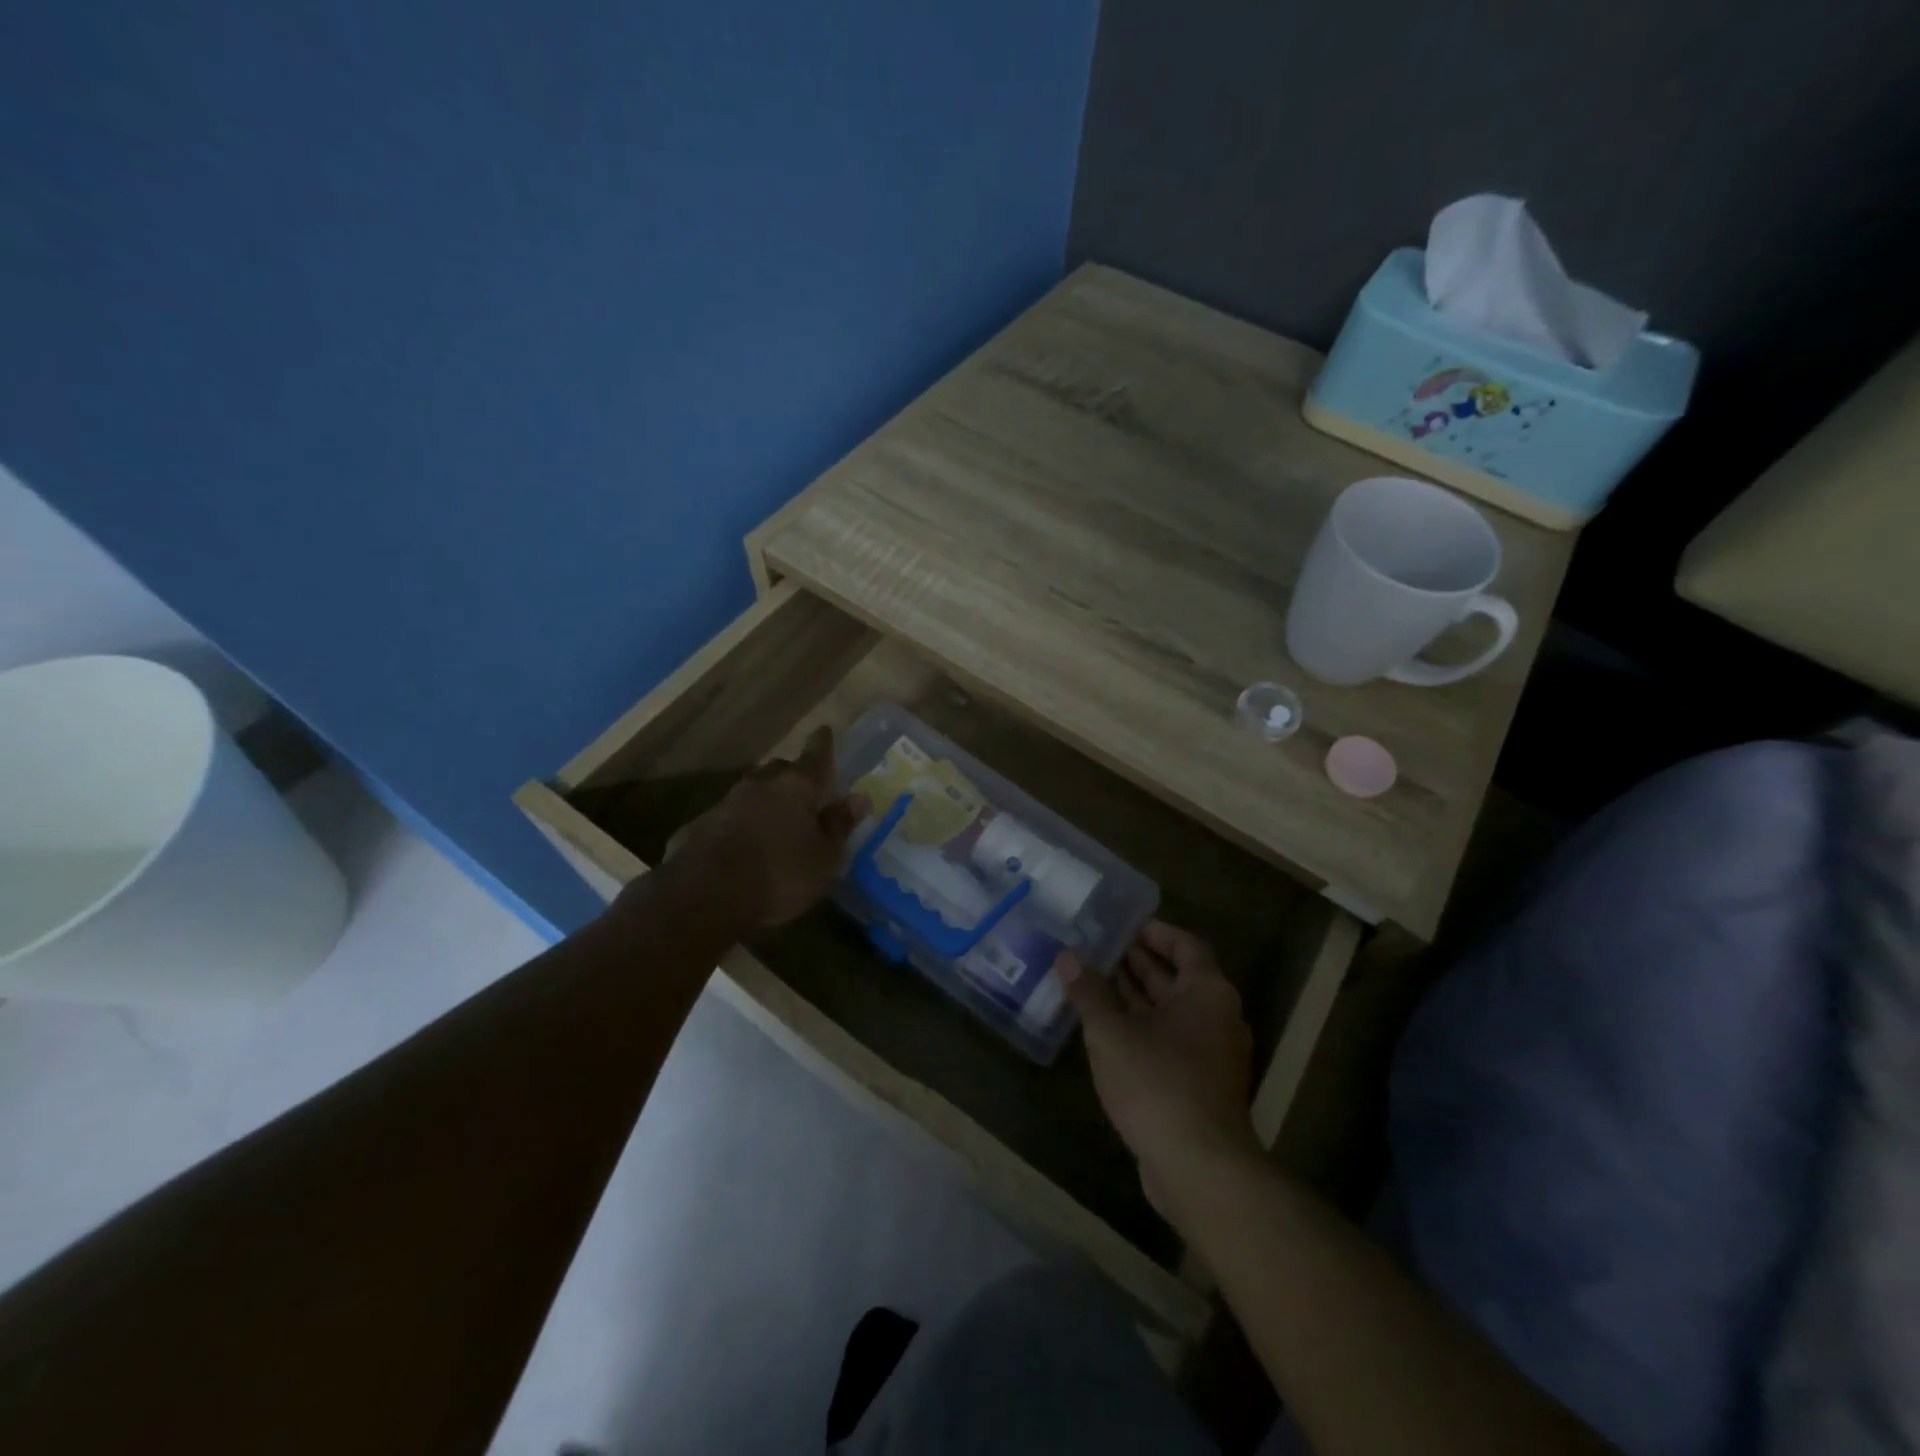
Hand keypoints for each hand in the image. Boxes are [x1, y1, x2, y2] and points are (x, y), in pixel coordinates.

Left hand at [653, 726, 867, 931]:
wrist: (704, 896)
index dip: (823, 744)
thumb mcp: (823, 857)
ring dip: (763, 800)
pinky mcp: (697, 827)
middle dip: (791, 775)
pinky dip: (738, 824)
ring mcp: (724, 803)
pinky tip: (740, 845)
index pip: (815, 756)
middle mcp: (759, 785)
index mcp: (796, 787)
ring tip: (773, 819)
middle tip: (802, 788)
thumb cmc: (780, 875)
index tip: (825, 730)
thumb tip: (859, 797)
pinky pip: (726, 818)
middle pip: (779, 769)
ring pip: (751, 792)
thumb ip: (839, 825)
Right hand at [1057, 921, 1260, 1204]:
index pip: (1185, 946)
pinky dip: (1142, 1027)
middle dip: (1139, 963)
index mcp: (1207, 993)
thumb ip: (1089, 992)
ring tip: (1095, 980)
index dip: (1155, 932)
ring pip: (1172, 1012)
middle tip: (1099, 949)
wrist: (1200, 1168)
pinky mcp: (1201, 1085)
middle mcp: (1217, 1017)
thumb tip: (1067, 956)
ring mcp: (1212, 1054)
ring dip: (1137, 996)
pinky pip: (1170, 1040)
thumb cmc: (1158, 1083)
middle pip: (1178, 978)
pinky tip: (1107, 1029)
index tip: (1123, 925)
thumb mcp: (1112, 1033)